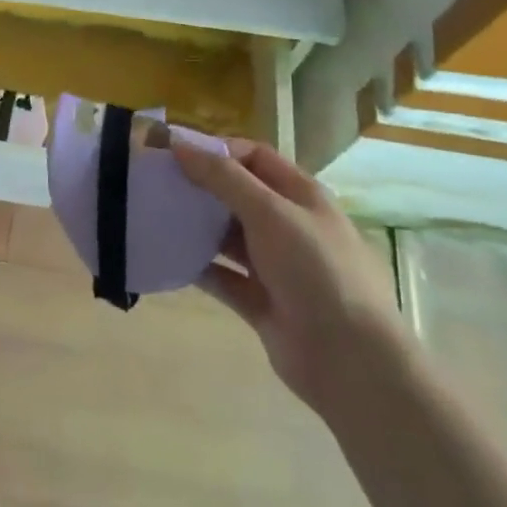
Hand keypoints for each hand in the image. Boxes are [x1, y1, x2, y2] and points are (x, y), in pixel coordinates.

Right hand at [173, 138, 409, 418]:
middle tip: (157, 183)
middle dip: (200, 186)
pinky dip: (197, 267)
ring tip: (155, 216)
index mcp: (300, 195)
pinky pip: (222, 276)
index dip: (217, 150)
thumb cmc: (316, 271)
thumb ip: (224, 178)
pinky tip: (167, 258)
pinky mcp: (260, 301)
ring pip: (227, 236)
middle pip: (237, 194)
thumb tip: (179, 146)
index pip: (254, 157)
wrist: (351, 361)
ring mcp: (274, 265)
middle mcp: (288, 225)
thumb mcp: (270, 213)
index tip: (174, 152)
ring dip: (196, 226)